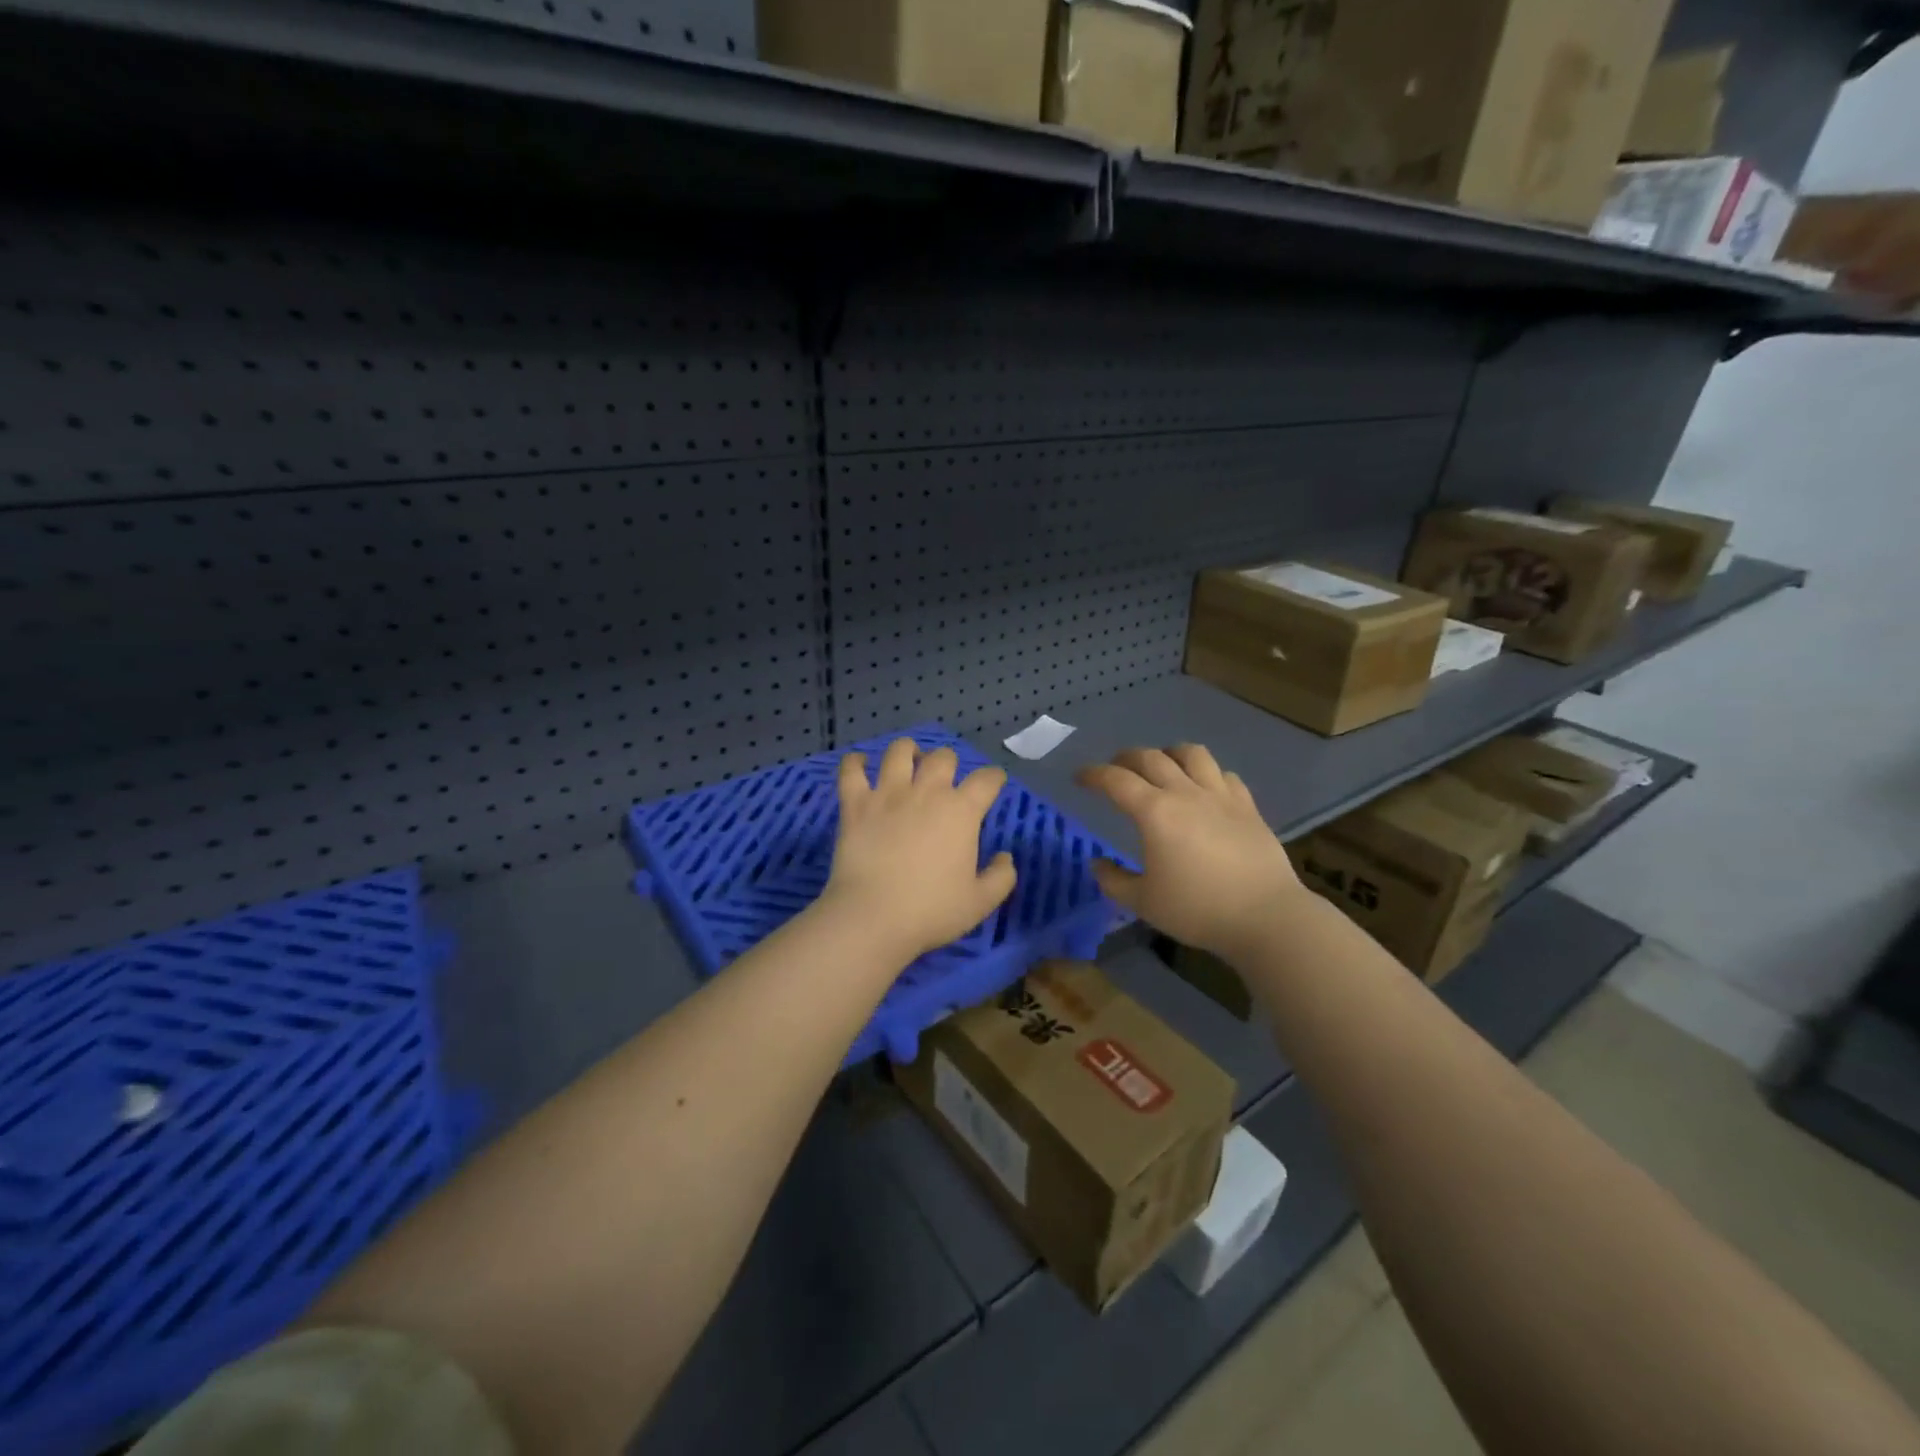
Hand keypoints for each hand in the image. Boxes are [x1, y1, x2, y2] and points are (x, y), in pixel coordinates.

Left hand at [822, 739, 1017, 962]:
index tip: (993, 782)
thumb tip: (1004, 857)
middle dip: (949, 762)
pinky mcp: (855, 804)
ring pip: (899, 752)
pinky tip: (859, 763)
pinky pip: (851, 770)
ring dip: (908, 751)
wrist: (873, 917)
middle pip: (943, 757)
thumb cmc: (931, 911)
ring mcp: (888, 794)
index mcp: (961, 811)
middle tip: (946, 778)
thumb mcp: (981, 902)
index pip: (986, 780)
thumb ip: (1001, 877)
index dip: (993, 777)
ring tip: (908, 760)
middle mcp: (927, 792)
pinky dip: (855, 762)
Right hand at [1075, 744, 1304, 961]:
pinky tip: (1204, 788)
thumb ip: (1114, 881)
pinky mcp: (1247, 806)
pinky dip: (1206, 773)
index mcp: (1154, 812)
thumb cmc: (1198, 910)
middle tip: (1115, 769)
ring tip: (1162, 765)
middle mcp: (1185, 793)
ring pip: (1192, 754)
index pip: (1116, 780)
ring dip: (1169, 753)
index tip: (1080, 778)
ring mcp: (1220, 796)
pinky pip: (1223, 775)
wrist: (1266, 916)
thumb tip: (1098, 864)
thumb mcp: (1143, 903)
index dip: (1093, 775)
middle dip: (1126, 758)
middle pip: (1151, 758)